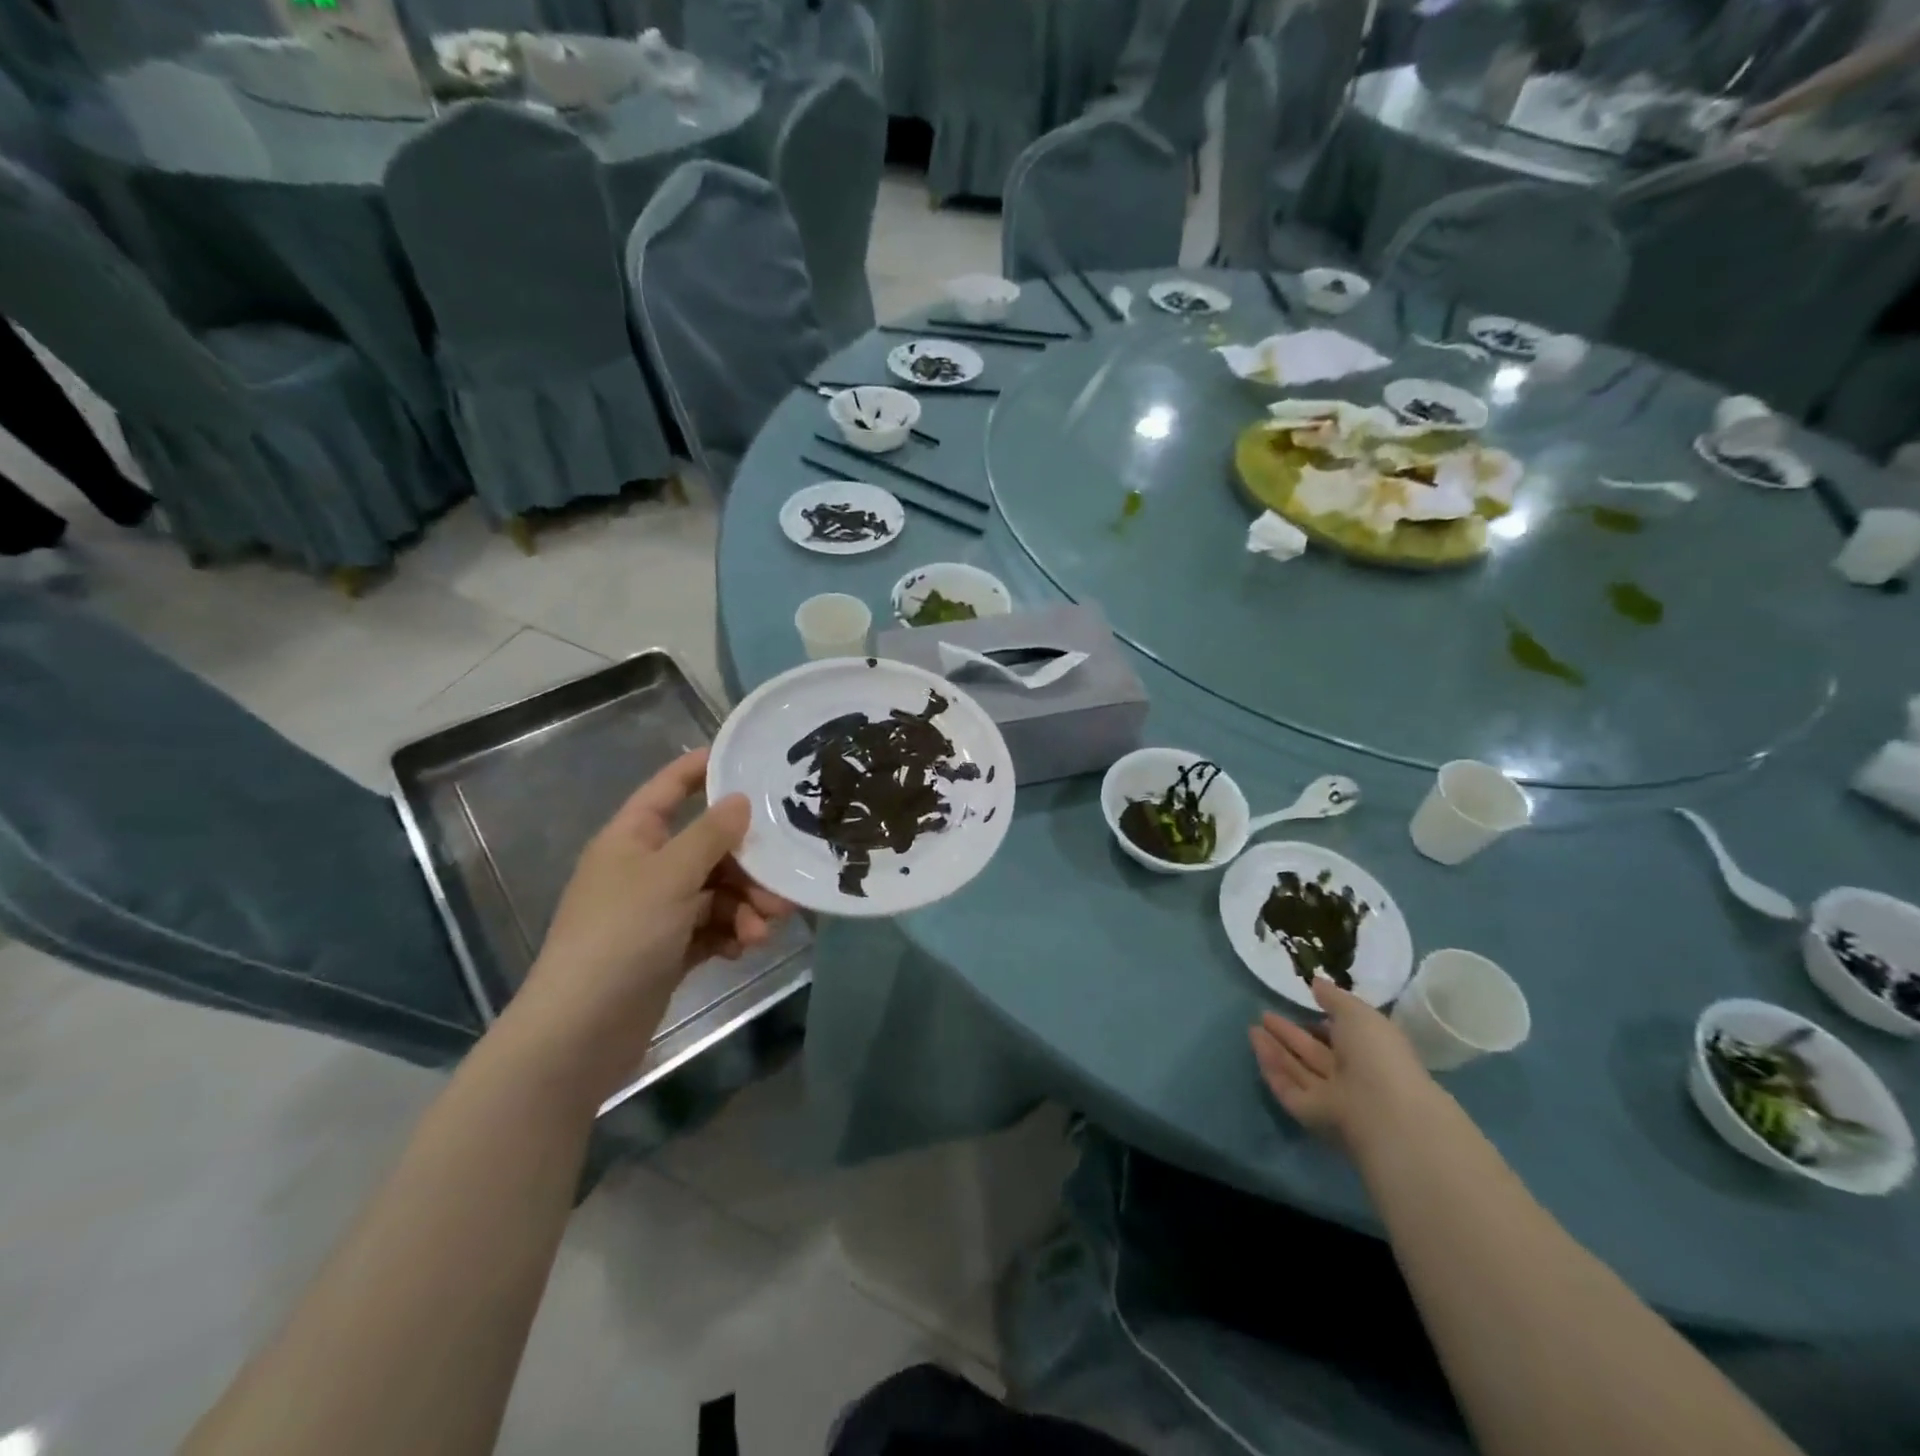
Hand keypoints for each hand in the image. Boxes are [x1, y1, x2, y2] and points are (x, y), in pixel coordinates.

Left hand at [509, 749, 793, 1099]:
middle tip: (781, 886)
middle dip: (747, 866)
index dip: (701, 769)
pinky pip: (711, 927)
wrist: (581, 1032)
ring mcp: (656, 912)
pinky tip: (744, 949)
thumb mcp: (671, 876)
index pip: (669, 788)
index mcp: (632, 838)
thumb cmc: (622, 936)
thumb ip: (710, 835)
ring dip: (745, 907)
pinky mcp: (668, 950)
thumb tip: (740, 800)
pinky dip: (730, 934)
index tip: (747, 758)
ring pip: (717, 892)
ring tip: (764, 930)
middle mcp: (644, 869)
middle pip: (708, 848)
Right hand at [1249, 977, 1441, 1155]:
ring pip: (1297, 1070)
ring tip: (1252, 1028)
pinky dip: (1272, 1070)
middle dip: (1289, 1034)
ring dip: (1275, 1050)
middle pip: (1313, 1053)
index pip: (1340, 1036)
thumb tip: (1316, 982)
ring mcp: (1330, 1097)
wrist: (1382, 1110)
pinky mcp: (1310, 1113)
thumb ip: (1334, 997)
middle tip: (1264, 1014)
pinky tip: (1256, 1049)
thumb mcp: (1358, 1014)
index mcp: (1368, 1052)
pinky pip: (1287, 1088)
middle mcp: (1349, 1075)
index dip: (1319, 1022)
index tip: (1299, 1005)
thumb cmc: (1377, 1054)